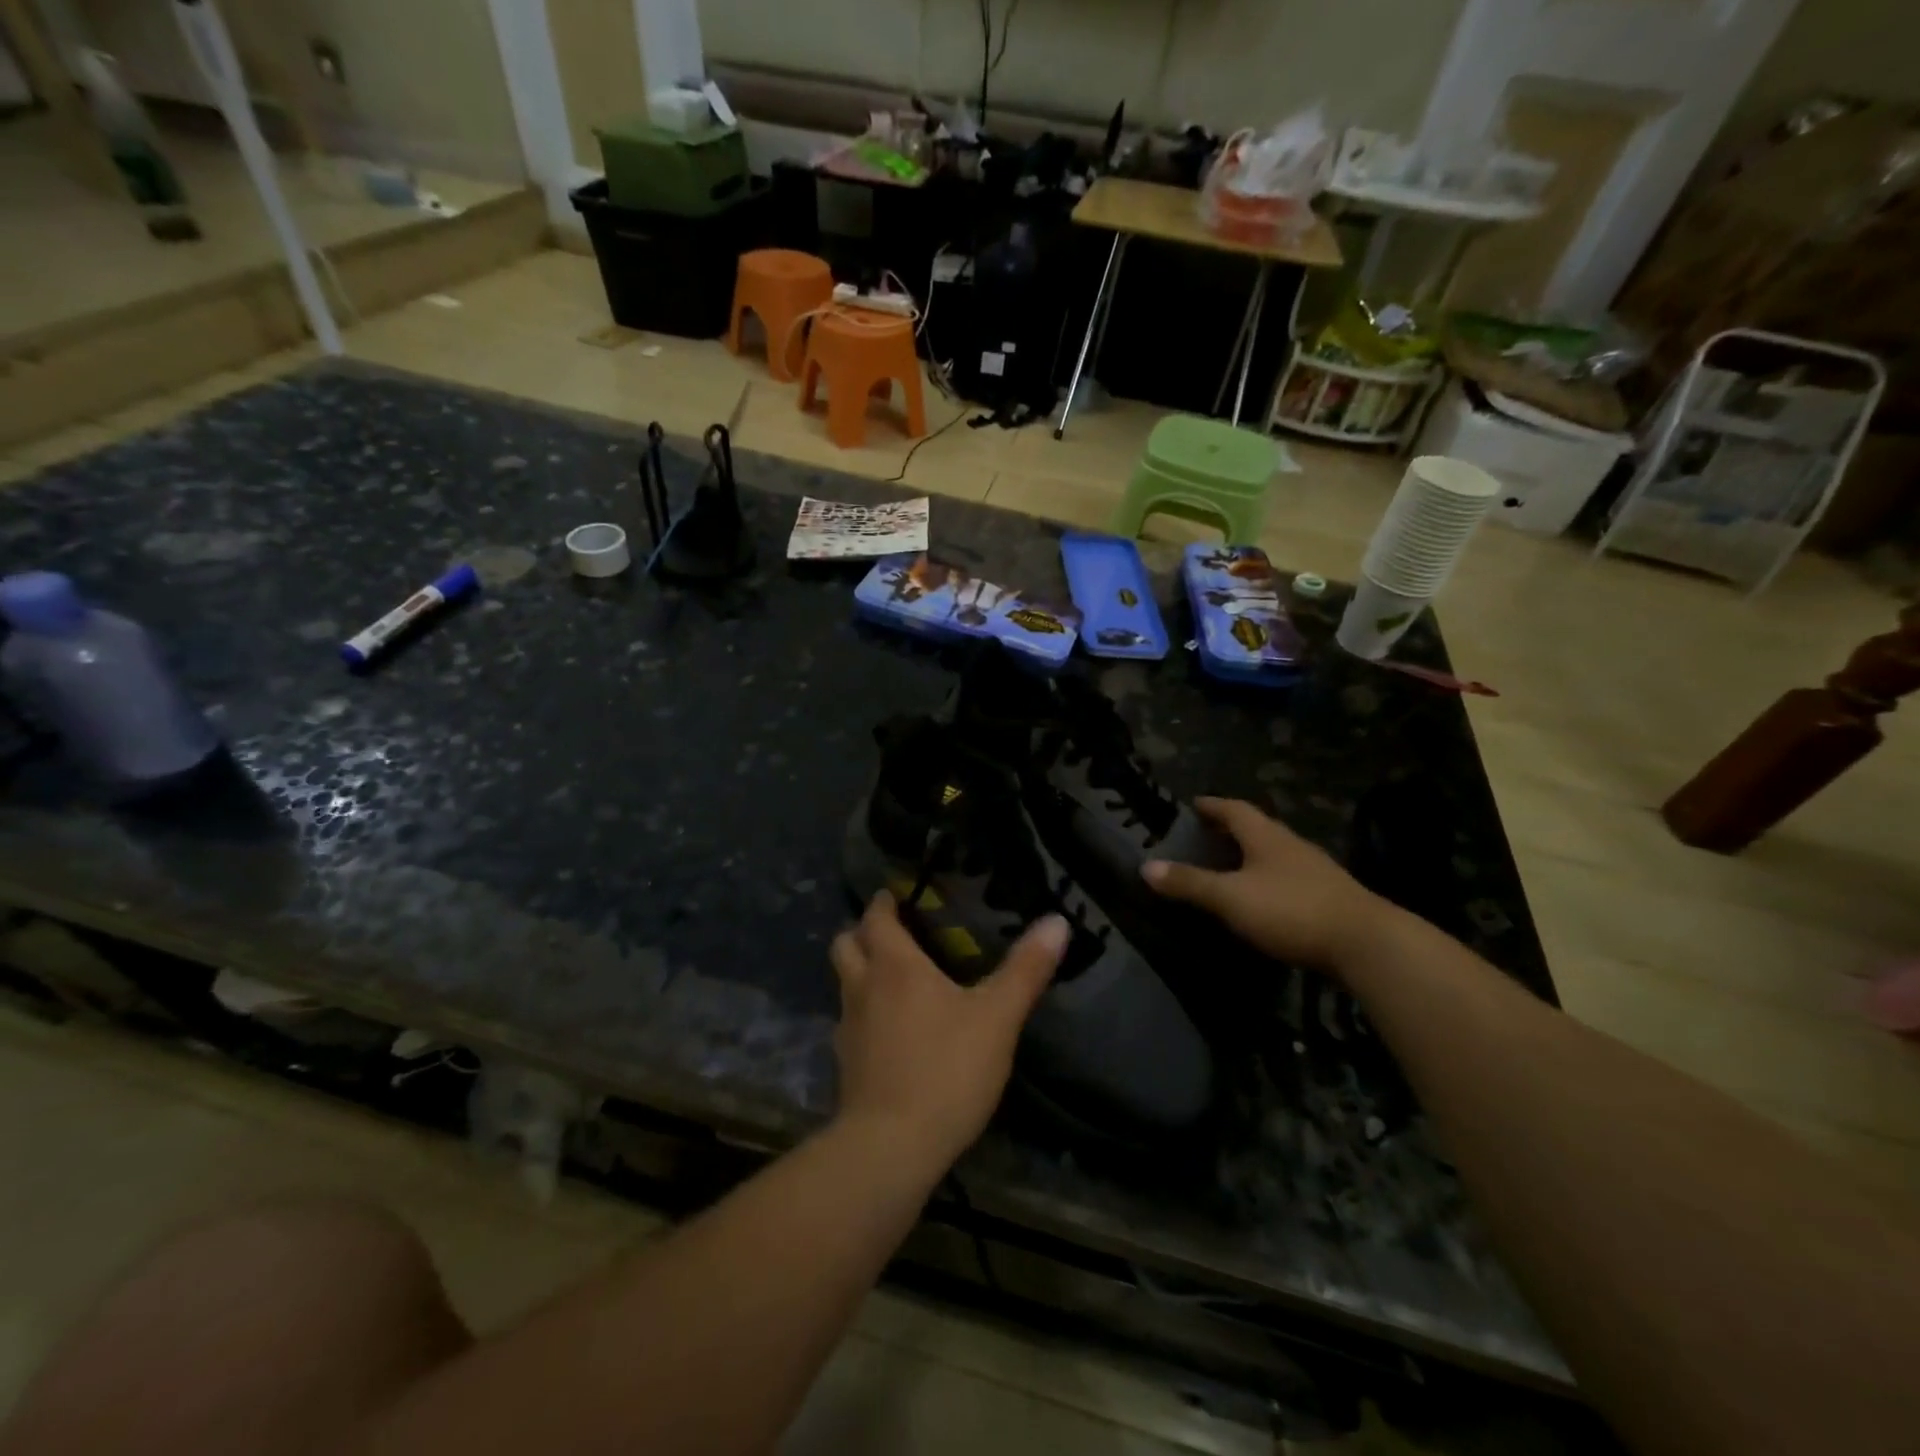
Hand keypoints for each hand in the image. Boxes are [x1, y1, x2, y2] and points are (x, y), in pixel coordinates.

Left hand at [830, 892, 1067, 1167]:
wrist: (891, 1147)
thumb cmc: (946, 1069)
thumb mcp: (997, 1017)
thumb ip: (1026, 968)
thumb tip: (1057, 920)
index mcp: (894, 965)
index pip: (876, 917)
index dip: (884, 902)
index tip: (898, 895)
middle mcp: (862, 987)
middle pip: (846, 943)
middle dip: (863, 932)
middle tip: (896, 934)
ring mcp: (848, 1027)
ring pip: (845, 983)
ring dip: (862, 972)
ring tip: (897, 980)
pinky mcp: (845, 1064)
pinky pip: (850, 1022)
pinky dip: (865, 1014)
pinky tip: (893, 1032)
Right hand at [1142, 798, 1388, 971]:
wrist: (1366, 944)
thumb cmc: (1291, 909)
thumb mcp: (1231, 898)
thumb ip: (1190, 883)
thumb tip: (1146, 867)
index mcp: (1266, 836)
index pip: (1233, 809)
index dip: (1210, 805)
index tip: (1192, 804)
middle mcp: (1291, 845)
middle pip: (1255, 828)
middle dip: (1228, 830)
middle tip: (1201, 837)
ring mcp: (1314, 870)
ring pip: (1273, 853)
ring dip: (1248, 856)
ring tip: (1225, 867)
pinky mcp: (1328, 897)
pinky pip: (1287, 877)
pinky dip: (1266, 880)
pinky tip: (1260, 898)